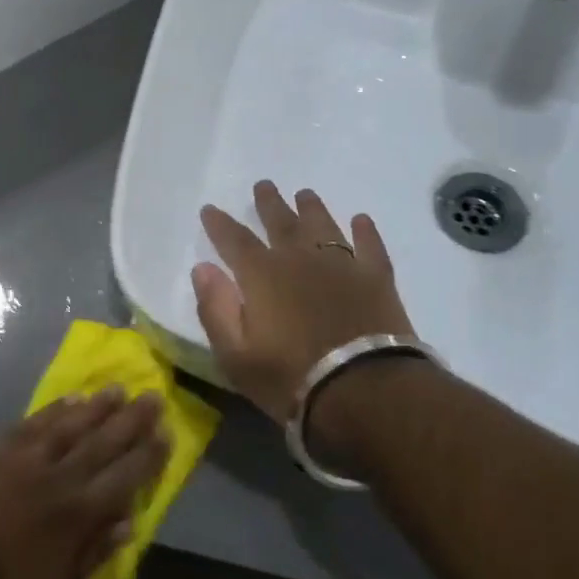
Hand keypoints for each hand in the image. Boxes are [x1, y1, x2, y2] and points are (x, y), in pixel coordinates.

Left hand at [0, 389, 167, 578]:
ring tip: (118, 389)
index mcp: (80, 512)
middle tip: (153, 396)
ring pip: (73, 425)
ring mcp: (31, 458)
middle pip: (104, 442)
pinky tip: (72, 397)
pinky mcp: (4, 447)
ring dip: (98, 406)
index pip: (125, 477)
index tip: (166, 432)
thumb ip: (97, 550)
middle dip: (132, 419)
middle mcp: (62, 477)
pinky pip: (36, 422)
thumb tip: (130, 520)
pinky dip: (56, 409)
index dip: (148, 454)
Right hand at [193, 181, 419, 426]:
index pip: (234, 240)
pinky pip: (370, 245)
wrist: (365, 392)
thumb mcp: (236, 355)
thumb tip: (202, 268)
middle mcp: (300, 259)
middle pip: (281, 222)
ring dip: (311, 208)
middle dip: (269, 203)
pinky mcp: (377, 278)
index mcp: (262, 276)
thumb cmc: (291, 379)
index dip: (219, 224)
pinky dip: (364, 231)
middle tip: (263, 185)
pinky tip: (361, 220)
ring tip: (305, 194)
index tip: (210, 209)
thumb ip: (215, 309)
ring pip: (323, 225)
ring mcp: (342, 265)